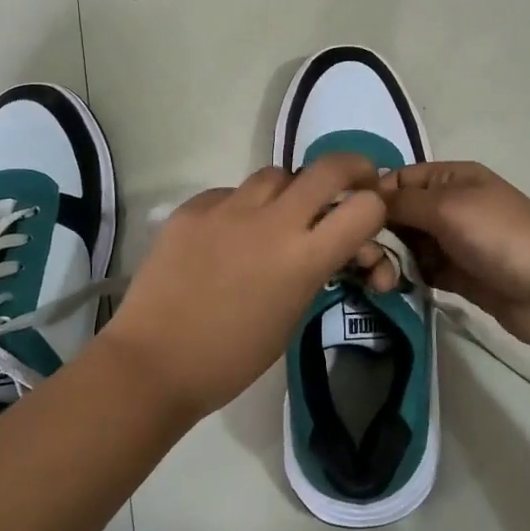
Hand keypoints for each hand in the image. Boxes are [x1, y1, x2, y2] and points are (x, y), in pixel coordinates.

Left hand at [107, 154, 390, 421]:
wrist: (153, 362)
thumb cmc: (231, 358)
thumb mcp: (291, 316)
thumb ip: (314, 270)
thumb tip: (327, 246)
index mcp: (304, 258)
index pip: (365, 208)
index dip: (376, 207)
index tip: (370, 213)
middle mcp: (272, 221)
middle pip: (328, 168)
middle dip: (351, 168)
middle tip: (353, 180)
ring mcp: (228, 208)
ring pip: (276, 175)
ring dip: (290, 190)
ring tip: (279, 216)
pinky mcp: (193, 207)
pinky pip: (231, 193)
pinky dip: (241, 208)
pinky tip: (228, 235)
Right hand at [378, 162, 529, 351]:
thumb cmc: (500, 237)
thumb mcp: (448, 208)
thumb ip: (403, 201)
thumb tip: (364, 196)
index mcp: (452, 179)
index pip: (399, 179)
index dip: (372, 196)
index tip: (345, 221)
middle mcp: (450, 205)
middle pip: (399, 214)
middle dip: (377, 234)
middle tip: (362, 260)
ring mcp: (454, 242)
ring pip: (407, 245)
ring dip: (389, 260)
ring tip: (379, 281)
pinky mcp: (457, 276)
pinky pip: (420, 271)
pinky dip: (404, 278)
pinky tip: (390, 288)